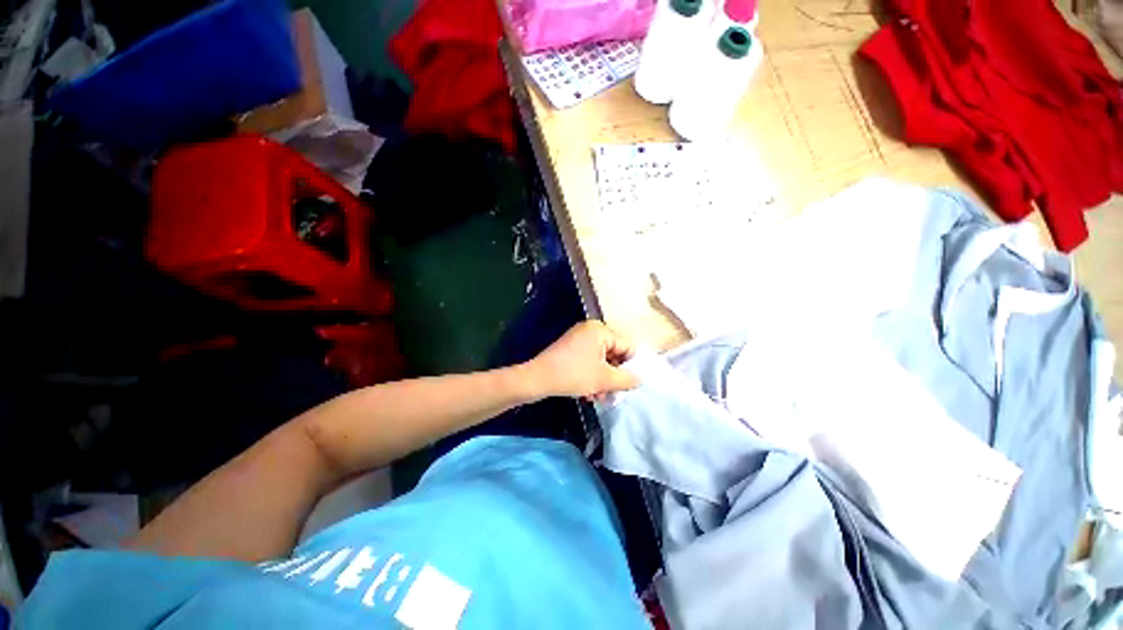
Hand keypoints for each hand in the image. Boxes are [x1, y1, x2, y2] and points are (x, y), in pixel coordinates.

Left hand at [523, 321, 638, 400]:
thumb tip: (640, 379)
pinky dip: (592, 376)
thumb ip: (627, 379)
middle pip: (614, 354)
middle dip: (614, 377)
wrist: (537, 379)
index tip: (630, 385)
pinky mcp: (570, 349)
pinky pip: (589, 361)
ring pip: (602, 361)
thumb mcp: (604, 379)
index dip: (631, 367)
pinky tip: (588, 394)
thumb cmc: (573, 375)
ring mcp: (579, 339)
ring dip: (603, 380)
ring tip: (598, 397)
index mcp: (600, 330)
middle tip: (612, 395)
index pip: (627, 346)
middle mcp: (590, 330)